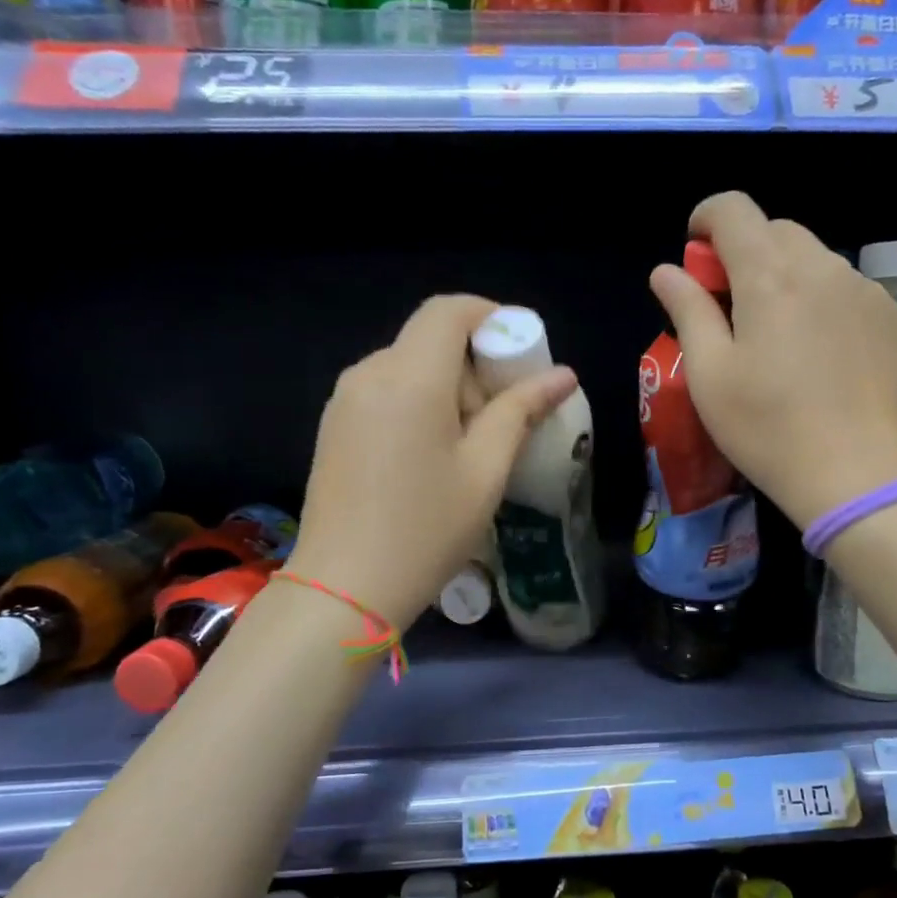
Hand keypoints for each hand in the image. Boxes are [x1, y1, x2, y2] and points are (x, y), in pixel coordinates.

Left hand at [288, 295, 576, 631]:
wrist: (344, 588)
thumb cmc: (426, 529)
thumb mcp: (485, 471)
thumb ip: (521, 411)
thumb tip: (562, 375)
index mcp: (410, 377)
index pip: (449, 310)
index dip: (490, 316)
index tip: (520, 352)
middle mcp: (369, 373)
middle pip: (429, 339)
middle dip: (473, 363)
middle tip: (502, 415)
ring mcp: (344, 400)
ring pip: (407, 366)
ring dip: (446, 386)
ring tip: (469, 444)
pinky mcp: (334, 426)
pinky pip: (384, 391)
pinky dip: (417, 402)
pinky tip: (430, 456)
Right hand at [650, 192, 896, 529]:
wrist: (859, 474)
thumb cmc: (767, 428)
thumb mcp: (711, 374)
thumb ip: (688, 311)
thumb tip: (666, 271)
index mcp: (770, 276)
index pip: (734, 210)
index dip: (707, 219)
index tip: (696, 251)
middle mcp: (824, 268)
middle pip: (777, 232)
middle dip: (746, 252)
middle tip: (731, 305)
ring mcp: (867, 292)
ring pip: (817, 261)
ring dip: (788, 279)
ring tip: (780, 338)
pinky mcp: (895, 320)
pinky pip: (851, 292)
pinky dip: (825, 304)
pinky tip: (822, 357)